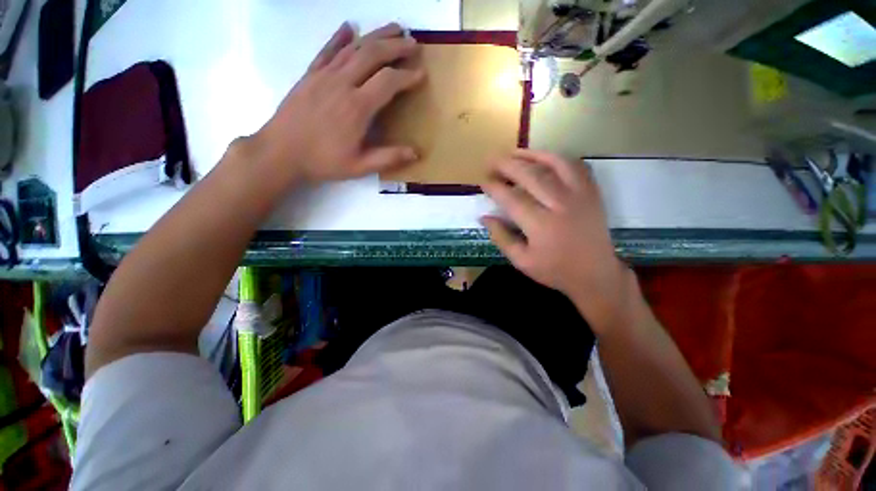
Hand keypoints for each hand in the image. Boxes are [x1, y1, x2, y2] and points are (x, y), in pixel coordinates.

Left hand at [247, 23, 424, 185]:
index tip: (421, 73)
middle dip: (395, 46)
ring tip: (393, 28)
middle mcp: (342, 83)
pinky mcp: (309, 74)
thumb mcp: (360, 166)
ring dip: (375, 35)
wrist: (280, 152)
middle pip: (372, 54)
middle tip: (413, 43)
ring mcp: (323, 75)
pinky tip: (349, 27)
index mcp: (357, 107)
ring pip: (353, 47)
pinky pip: (327, 50)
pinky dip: (339, 37)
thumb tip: (416, 152)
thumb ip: (388, 158)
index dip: (407, 75)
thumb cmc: (322, 161)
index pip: (388, 81)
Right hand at [481, 150, 631, 331]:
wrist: (595, 274)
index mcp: (541, 225)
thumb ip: (501, 237)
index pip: (511, 198)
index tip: (482, 181)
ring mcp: (580, 195)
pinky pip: (574, 165)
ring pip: (554, 163)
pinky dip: (556, 157)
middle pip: (531, 175)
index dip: (494, 187)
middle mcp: (561, 204)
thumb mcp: (521, 261)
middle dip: (507, 165)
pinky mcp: (592, 191)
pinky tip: (543, 157)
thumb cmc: (555, 270)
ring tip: (512, 153)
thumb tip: (484, 216)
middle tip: (490, 161)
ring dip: (530, 155)